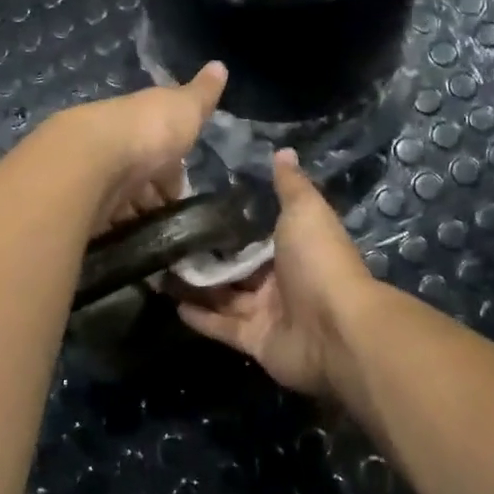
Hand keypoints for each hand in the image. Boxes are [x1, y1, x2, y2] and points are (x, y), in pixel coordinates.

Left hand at [45, 61, 228, 232]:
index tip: (181, 193)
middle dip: (152, 196)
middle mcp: (114, 146)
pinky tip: (126, 241)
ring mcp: (93, 176)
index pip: (158, 147)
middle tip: (169, 220)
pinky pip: (102, 221)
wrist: (93, 158)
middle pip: (136, 175)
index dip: (172, 170)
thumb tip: (220, 65)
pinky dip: (114, 230)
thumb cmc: (147, 131)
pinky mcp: (79, 205)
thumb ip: (202, 94)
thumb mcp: (184, 108)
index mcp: (138, 122)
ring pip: (118, 199)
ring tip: (151, 237)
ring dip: (134, 215)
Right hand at [176, 149, 373, 396]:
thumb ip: (289, 185)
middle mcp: (280, 279)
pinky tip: (171, 303)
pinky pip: (222, 327)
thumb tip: (283, 150)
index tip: (193, 207)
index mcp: (292, 247)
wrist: (336, 330)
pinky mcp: (255, 342)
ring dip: (195, 286)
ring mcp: (267, 313)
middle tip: (166, 242)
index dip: (228, 223)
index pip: (255, 233)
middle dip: (205, 257)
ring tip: (158, 270)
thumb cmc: (319, 261)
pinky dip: (200, 317)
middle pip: (236, 267)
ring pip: (224, 297)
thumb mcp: (304, 211)